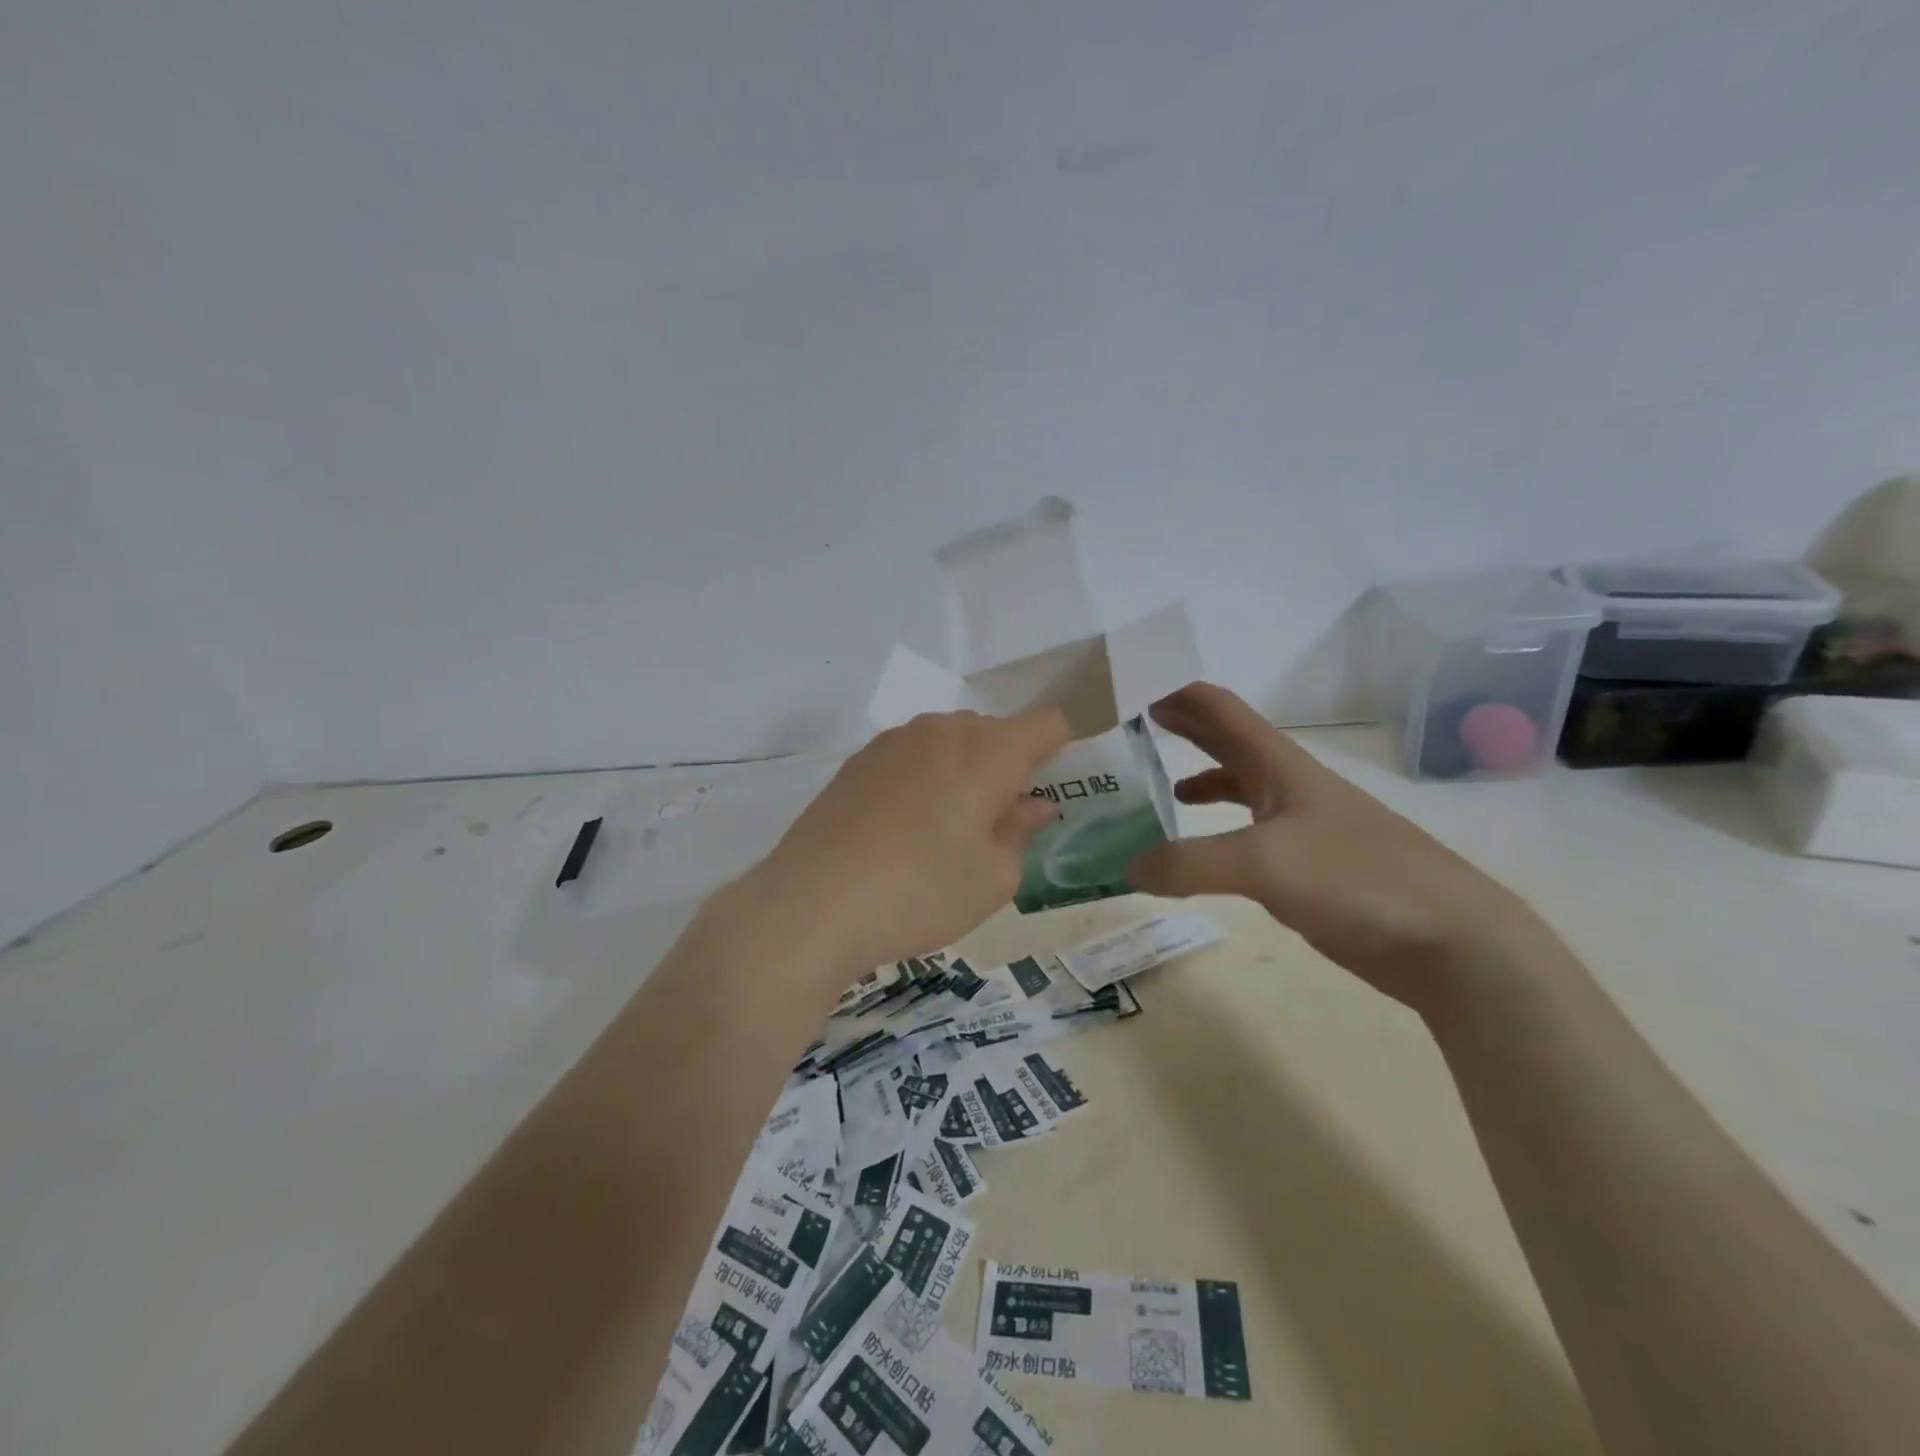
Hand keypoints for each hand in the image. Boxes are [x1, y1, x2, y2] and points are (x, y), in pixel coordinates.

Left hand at [752, 707, 1070, 973]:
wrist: (811, 905)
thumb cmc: (920, 892)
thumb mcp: (993, 878)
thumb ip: (1021, 832)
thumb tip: (1032, 805)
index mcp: (988, 750)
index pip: (1048, 723)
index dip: (1062, 752)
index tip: (1052, 793)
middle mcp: (942, 730)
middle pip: (996, 732)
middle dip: (1010, 768)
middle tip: (998, 826)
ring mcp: (894, 741)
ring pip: (951, 742)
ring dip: (964, 773)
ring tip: (945, 833)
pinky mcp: (858, 761)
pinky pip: (912, 757)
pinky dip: (925, 779)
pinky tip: (901, 832)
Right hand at [1128, 682, 1544, 1007]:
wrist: (1448, 941)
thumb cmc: (1358, 878)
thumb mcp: (1264, 863)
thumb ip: (1189, 864)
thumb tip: (1127, 868)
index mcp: (1279, 765)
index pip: (1220, 708)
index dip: (1177, 691)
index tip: (1128, 689)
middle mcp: (1285, 786)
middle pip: (1225, 741)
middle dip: (1179, 727)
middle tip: (1126, 729)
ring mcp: (1296, 827)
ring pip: (1234, 788)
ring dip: (1193, 777)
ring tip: (1149, 788)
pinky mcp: (1302, 868)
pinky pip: (1241, 837)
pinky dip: (1209, 834)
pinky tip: (1192, 854)